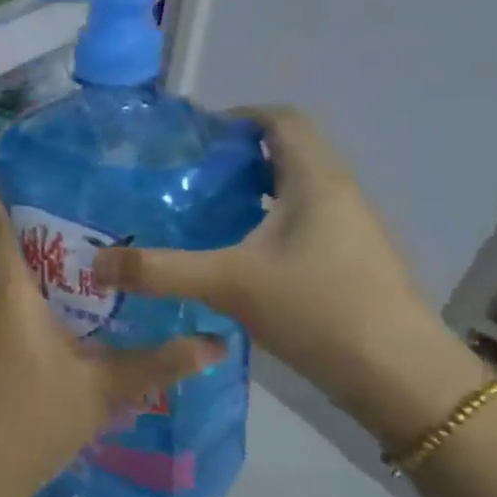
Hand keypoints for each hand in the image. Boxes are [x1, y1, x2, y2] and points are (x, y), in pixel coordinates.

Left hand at [0, 182, 222, 496]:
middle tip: (62, 208)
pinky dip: (4, 287)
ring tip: (56, 248)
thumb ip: (158, 364)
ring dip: (9, 257)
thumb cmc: (34, 419)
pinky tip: (37, 303)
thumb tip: (218, 345)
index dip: (0, 194)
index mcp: (8, 291)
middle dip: (16, 223)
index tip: (20, 169)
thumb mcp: (103, 390)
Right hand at [92, 107, 486, 450]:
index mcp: (315, 179)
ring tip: (199, 213)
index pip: (280, 119)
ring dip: (249, 192)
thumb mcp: (229, 284)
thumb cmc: (319, 309)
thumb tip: (95, 263)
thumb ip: (160, 270)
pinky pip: (301, 223)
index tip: (192, 138)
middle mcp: (337, 193)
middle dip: (234, 158)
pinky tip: (234, 256)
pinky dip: (265, 223)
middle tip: (183, 178)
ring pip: (293, 190)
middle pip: (285, 152)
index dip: (237, 116)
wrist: (401, 379)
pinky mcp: (349, 262)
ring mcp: (348, 229)